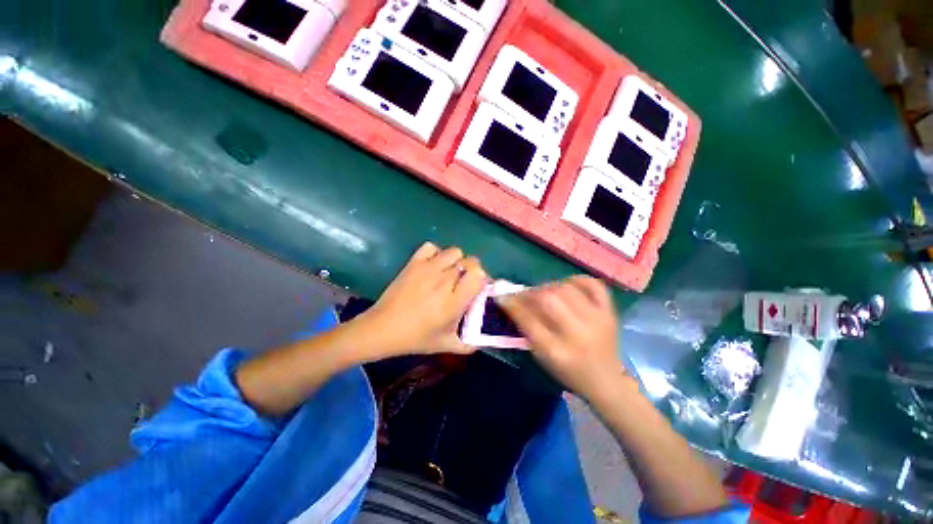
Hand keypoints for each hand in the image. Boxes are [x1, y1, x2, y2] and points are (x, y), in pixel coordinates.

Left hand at [358, 242, 487, 356]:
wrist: (383, 328)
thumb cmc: (416, 338)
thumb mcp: (446, 345)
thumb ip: (468, 345)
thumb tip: (481, 343)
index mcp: (455, 301)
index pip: (480, 276)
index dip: (482, 279)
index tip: (477, 288)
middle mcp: (445, 281)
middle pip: (470, 261)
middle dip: (472, 270)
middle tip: (464, 282)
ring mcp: (428, 269)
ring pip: (454, 251)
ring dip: (456, 260)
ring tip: (449, 273)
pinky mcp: (414, 263)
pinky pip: (431, 247)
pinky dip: (435, 253)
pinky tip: (433, 265)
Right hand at [498, 276, 632, 401]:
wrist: (606, 381)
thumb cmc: (568, 371)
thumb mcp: (542, 358)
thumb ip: (527, 330)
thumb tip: (513, 303)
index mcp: (557, 351)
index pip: (529, 320)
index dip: (513, 305)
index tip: (503, 297)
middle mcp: (578, 334)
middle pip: (548, 300)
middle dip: (530, 294)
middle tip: (523, 295)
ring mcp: (597, 320)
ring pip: (566, 289)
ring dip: (548, 287)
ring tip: (543, 292)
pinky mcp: (610, 312)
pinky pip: (593, 285)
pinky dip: (576, 280)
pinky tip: (566, 285)